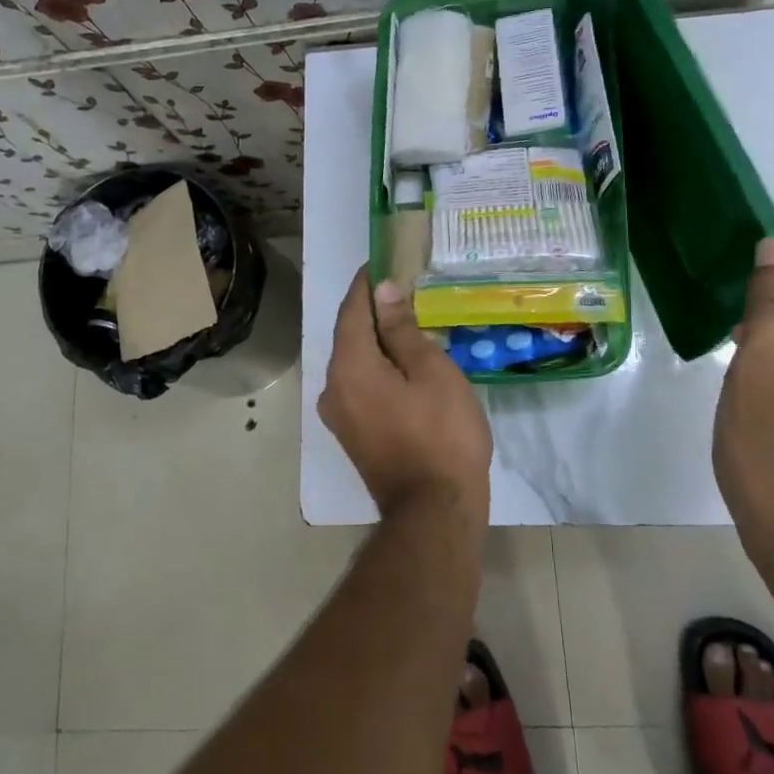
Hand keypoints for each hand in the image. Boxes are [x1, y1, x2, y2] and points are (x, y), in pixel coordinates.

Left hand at [320, 268, 491, 524]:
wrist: (434, 513)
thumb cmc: (441, 435)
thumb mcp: (431, 372)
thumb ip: (402, 329)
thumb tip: (384, 291)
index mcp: (348, 367)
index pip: (352, 310)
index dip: (367, 283)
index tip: (384, 261)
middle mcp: (332, 388)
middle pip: (350, 336)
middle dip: (374, 310)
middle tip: (405, 288)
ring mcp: (340, 416)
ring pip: (356, 363)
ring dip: (378, 341)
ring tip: (410, 322)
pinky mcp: (353, 435)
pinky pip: (361, 386)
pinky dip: (378, 368)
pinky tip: (404, 364)